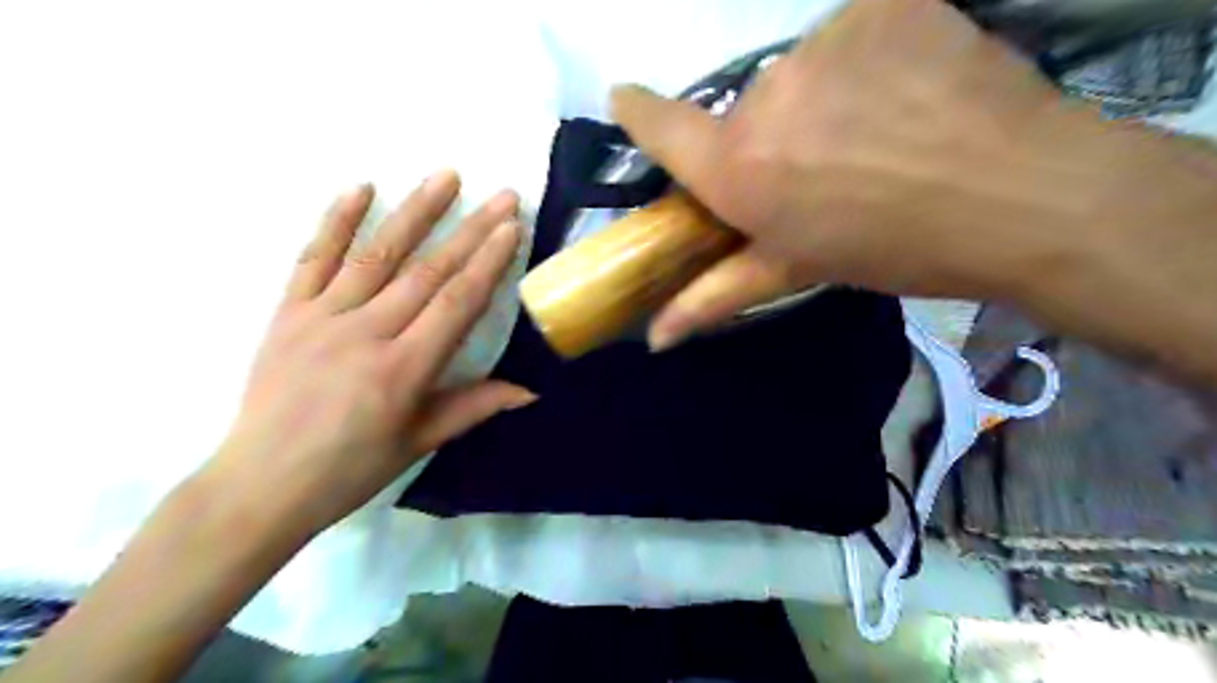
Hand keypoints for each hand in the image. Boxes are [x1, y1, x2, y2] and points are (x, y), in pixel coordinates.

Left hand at [211, 168, 532, 531]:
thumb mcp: (420, 442)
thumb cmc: (350, 469)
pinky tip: (361, 188)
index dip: (487, 262)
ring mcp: (321, 317)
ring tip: (446, 176)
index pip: (455, 303)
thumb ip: (475, 407)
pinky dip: (336, 221)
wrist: (261, 484)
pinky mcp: (287, 313)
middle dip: (470, 229)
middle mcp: (365, 333)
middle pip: (426, 271)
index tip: (511, 228)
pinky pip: (312, 258)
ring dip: (415, 211)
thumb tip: (531, 391)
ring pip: (376, 254)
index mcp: (402, 369)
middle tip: (501, 195)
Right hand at [614, 1, 1066, 345]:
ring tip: (879, 132)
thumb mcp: (796, 270)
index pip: (660, 126)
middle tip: (826, 165)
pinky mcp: (881, 5)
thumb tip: (656, 337)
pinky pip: (853, 33)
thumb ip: (715, 295)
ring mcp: (824, 41)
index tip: (626, 100)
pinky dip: (869, 60)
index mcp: (738, 168)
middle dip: (773, 136)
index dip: (638, 112)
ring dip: (823, 98)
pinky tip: (908, 92)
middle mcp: (765, 96)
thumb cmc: (891, 247)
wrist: (1017, 194)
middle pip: (747, 109)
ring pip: (801, 71)